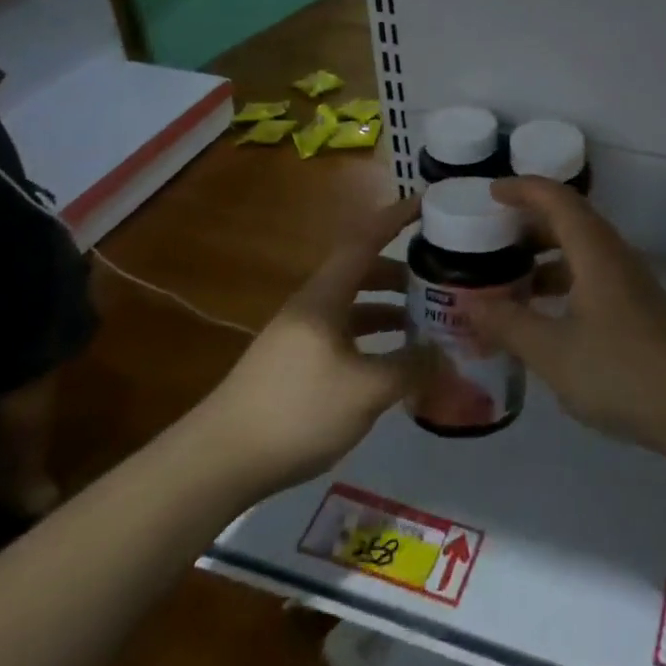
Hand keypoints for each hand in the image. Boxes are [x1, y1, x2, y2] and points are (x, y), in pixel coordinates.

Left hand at [206, 197, 420, 494]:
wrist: (219, 462)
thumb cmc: (297, 410)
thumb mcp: (366, 390)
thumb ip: (410, 367)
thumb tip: (446, 353)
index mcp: (325, 296)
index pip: (365, 240)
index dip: (397, 217)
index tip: (429, 203)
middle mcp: (312, 306)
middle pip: (362, 271)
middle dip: (401, 270)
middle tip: (439, 276)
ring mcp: (301, 335)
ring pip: (353, 306)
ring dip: (388, 306)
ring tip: (425, 320)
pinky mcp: (296, 364)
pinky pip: (344, 334)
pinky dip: (372, 337)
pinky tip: (391, 362)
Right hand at [465, 178, 665, 456]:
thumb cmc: (621, 372)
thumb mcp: (553, 352)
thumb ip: (508, 325)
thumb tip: (470, 305)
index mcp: (595, 251)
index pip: (556, 199)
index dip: (522, 189)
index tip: (489, 194)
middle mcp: (614, 255)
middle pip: (569, 220)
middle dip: (527, 222)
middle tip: (488, 237)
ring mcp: (628, 281)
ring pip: (580, 250)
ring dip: (543, 255)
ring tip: (506, 276)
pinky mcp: (635, 307)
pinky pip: (589, 275)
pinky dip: (560, 281)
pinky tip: (540, 314)